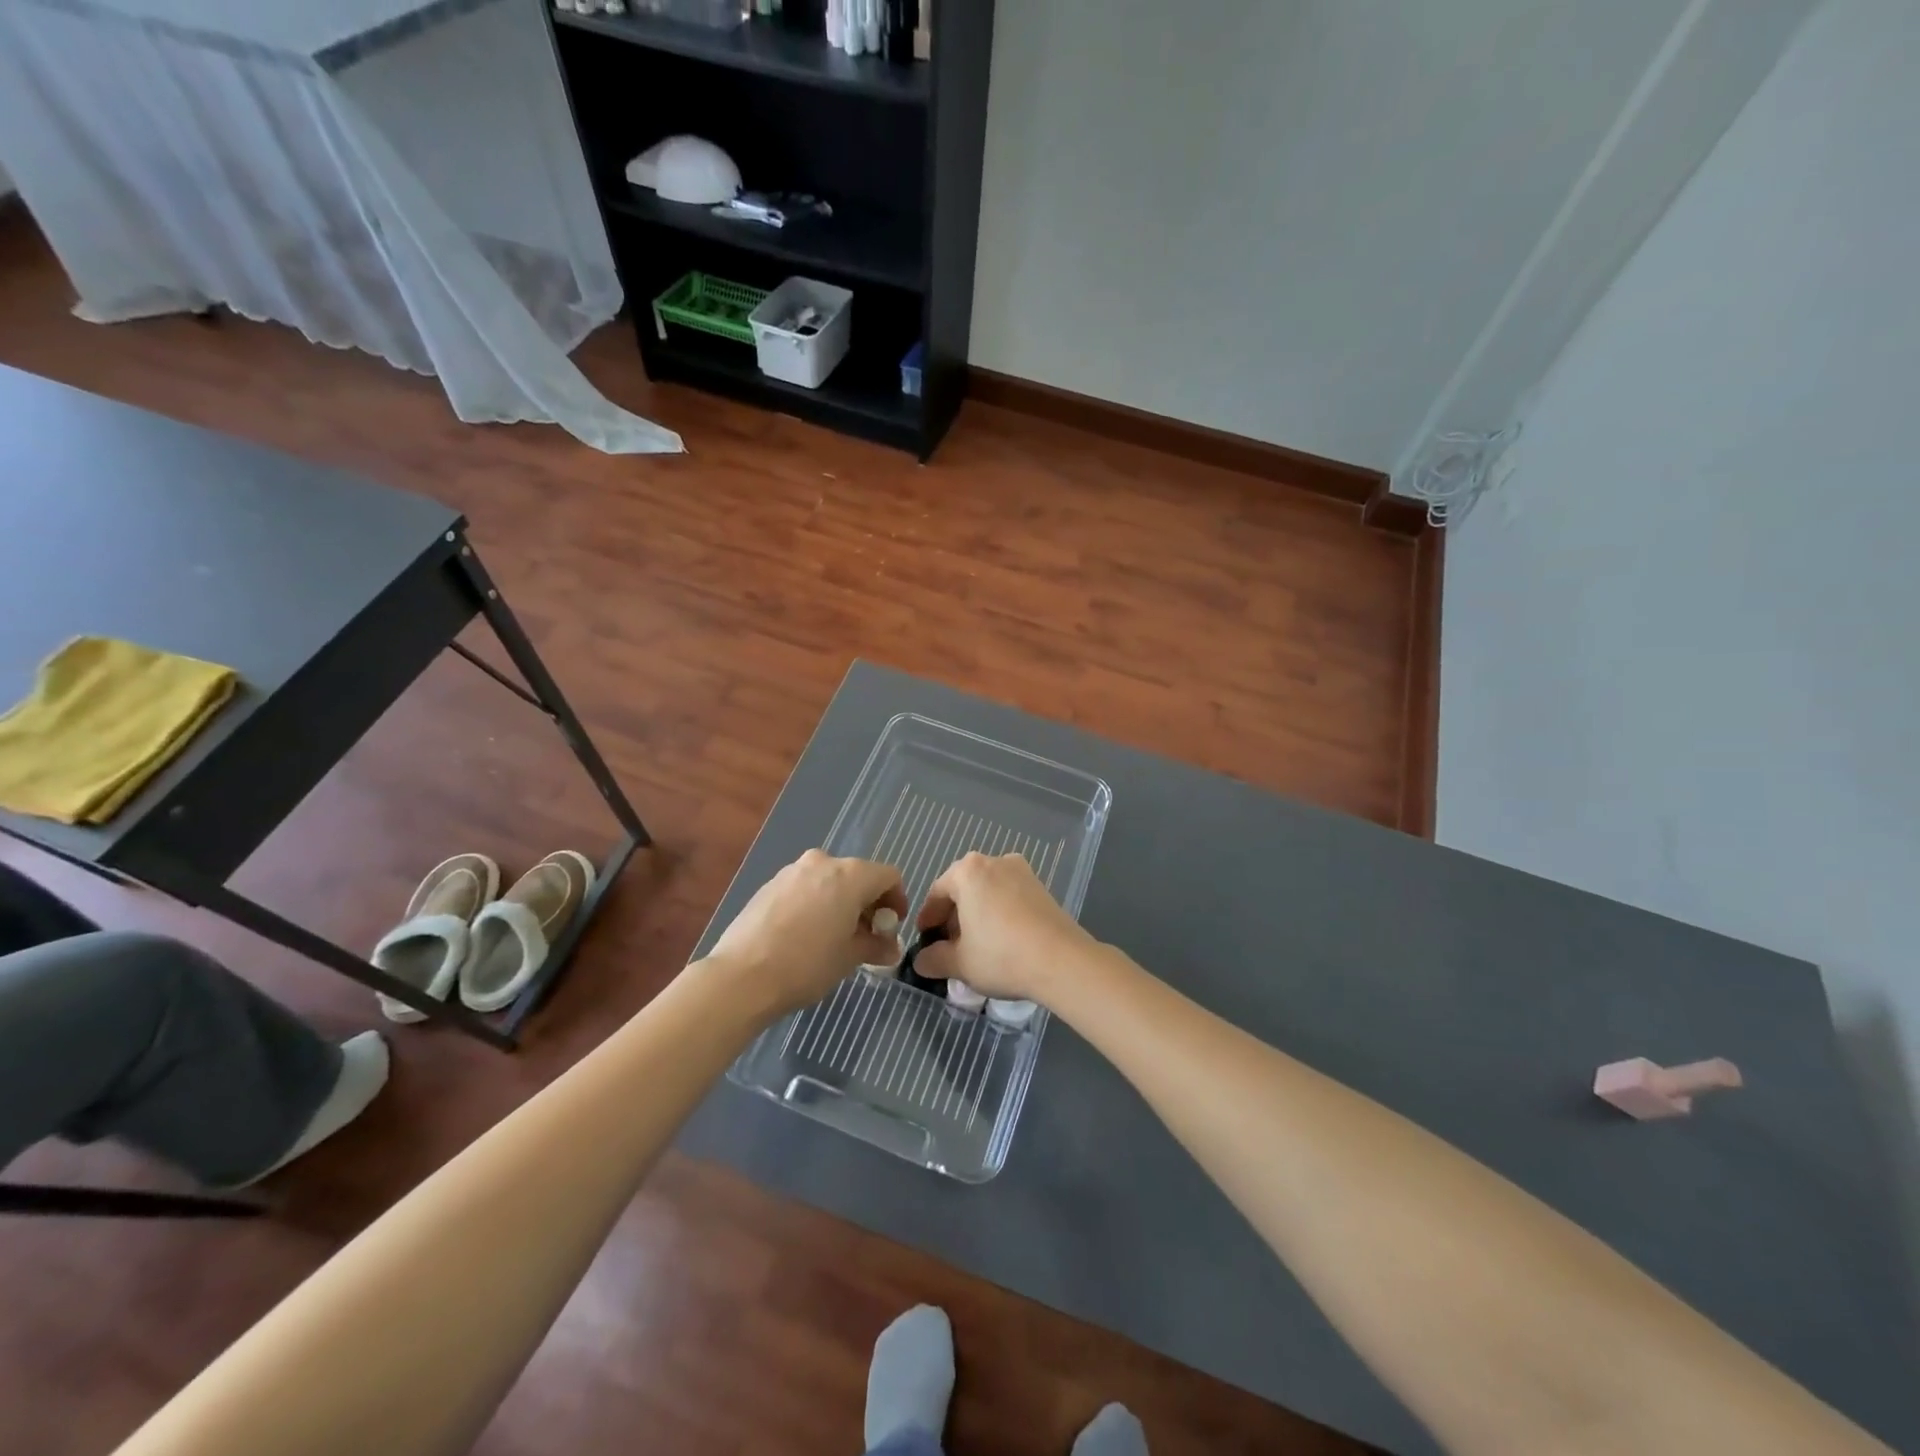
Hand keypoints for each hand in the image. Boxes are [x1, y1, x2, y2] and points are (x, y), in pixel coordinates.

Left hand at [704, 850, 904, 1018]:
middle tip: (866, 936)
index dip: (896, 900)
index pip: (888, 876)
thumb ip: (875, 945)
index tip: (891, 928)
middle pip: (858, 875)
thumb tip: (890, 947)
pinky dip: (815, 904)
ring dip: (840, 903)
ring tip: (834, 937)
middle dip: (867, 903)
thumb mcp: (849, 958)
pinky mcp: (769, 885)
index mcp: (850, 875)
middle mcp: (822, 862)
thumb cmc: (807, 964)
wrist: (741, 976)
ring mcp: (792, 871)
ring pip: (829, 881)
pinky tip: (805, 935)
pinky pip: (804, 888)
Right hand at [913, 852, 1098, 1003]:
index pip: (937, 893)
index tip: (924, 940)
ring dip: (977, 914)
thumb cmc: (1001, 955)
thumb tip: (921, 961)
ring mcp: (1022, 871)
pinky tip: (1001, 940)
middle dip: (953, 916)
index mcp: (968, 871)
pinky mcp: (1041, 887)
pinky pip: (1009, 896)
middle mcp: (995, 861)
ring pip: (987, 891)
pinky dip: (999, 913)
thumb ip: (933, 959)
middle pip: (964, 888)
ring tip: (975, 945)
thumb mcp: (959, 963)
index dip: (927, 918)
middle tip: (948, 945)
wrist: (1062, 961)